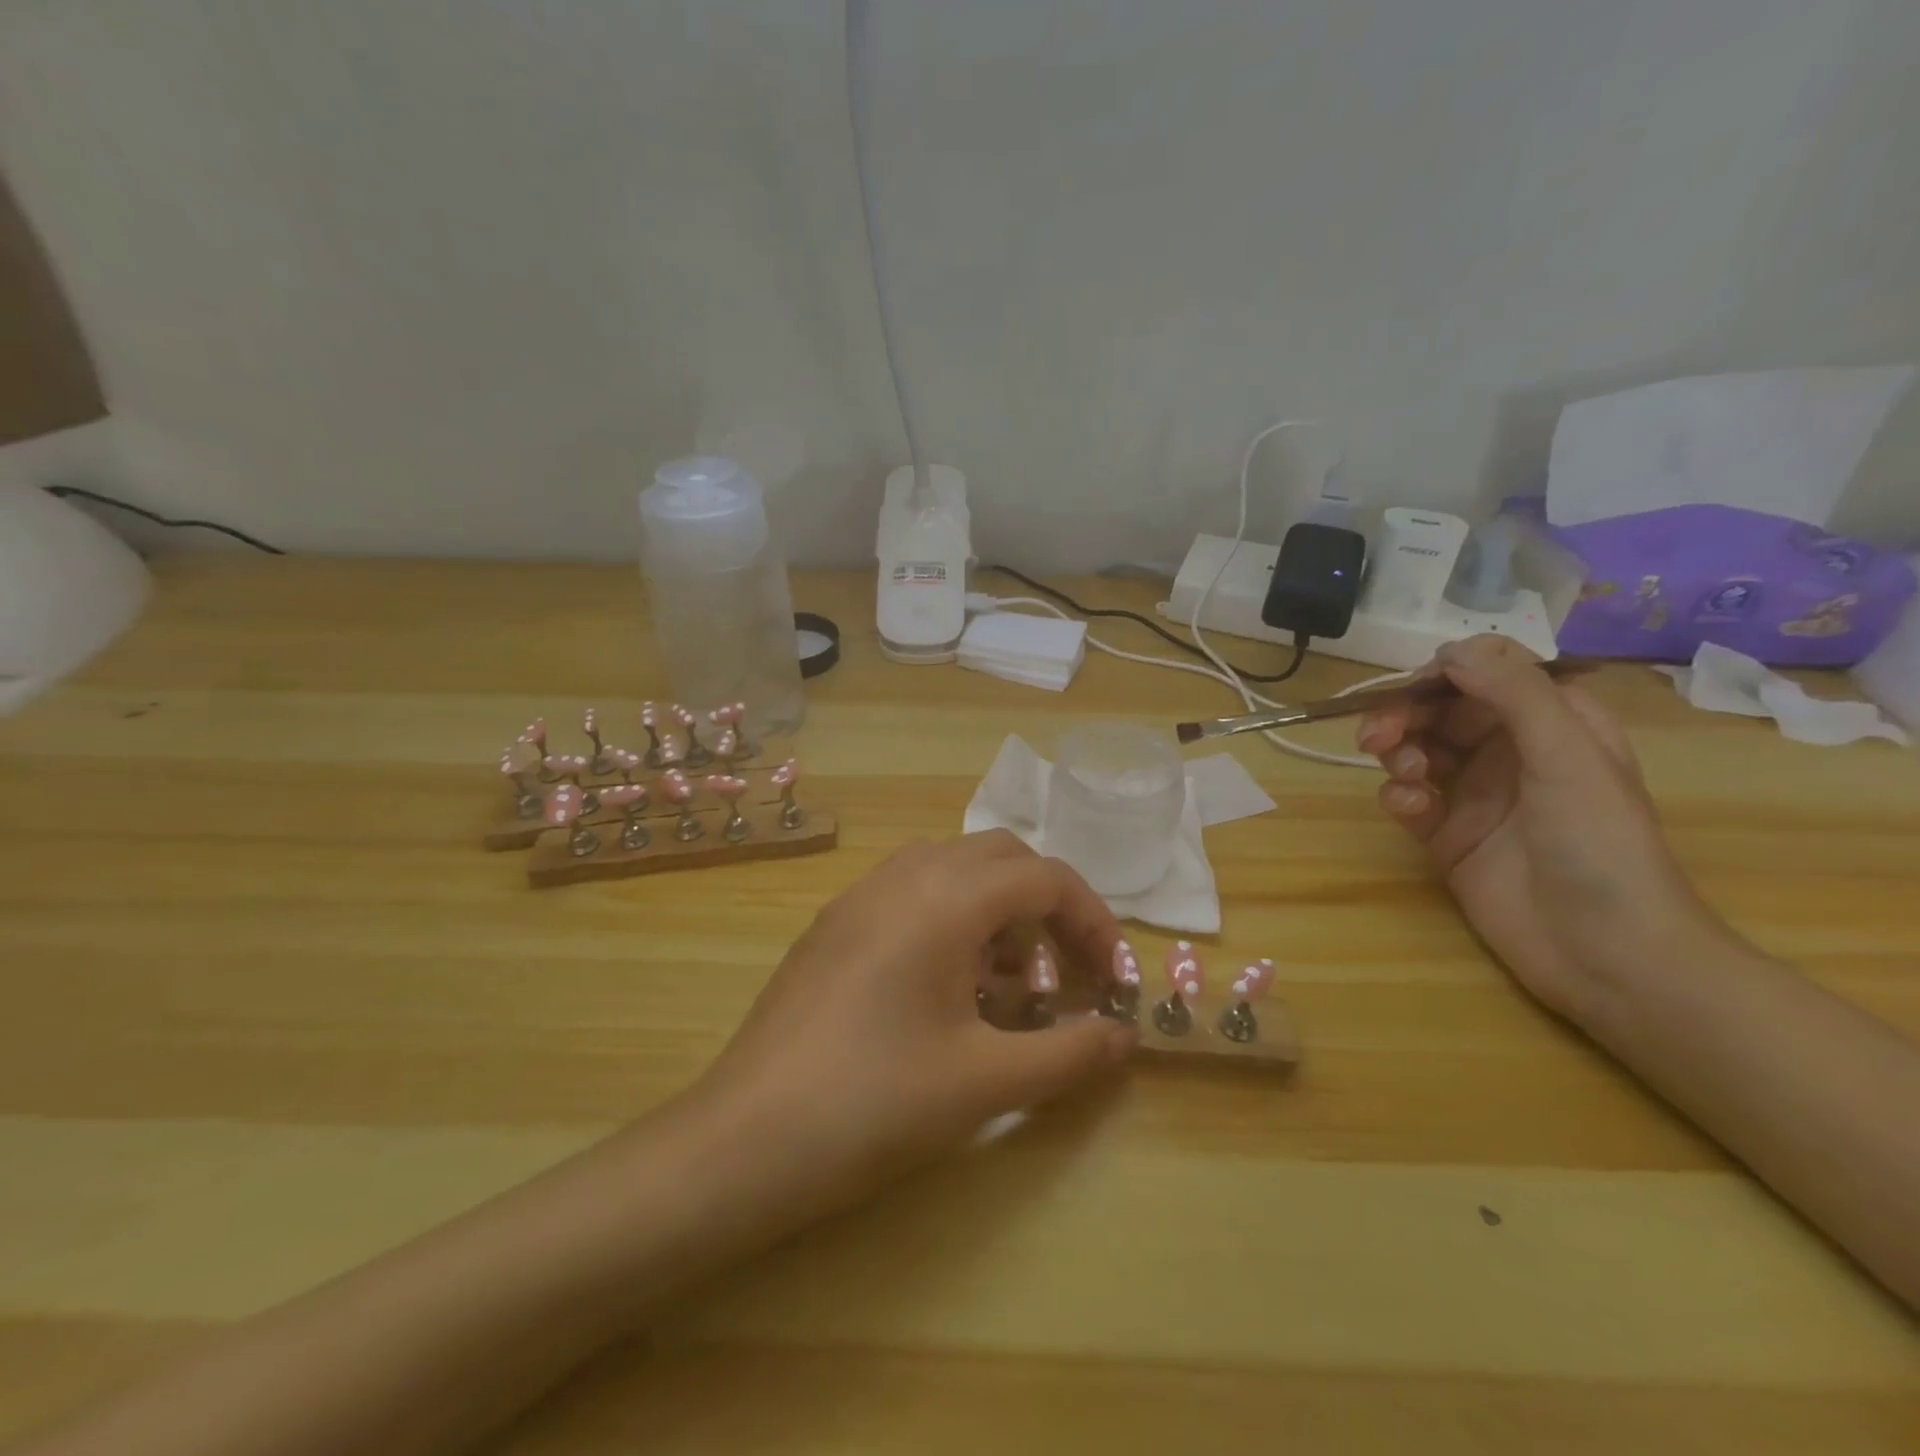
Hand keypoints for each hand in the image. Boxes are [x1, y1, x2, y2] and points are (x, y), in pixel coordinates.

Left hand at [696, 831, 1136, 1212]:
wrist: (744, 1140)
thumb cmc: (874, 1103)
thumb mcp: (986, 1082)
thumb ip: (1069, 1054)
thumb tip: (1125, 1037)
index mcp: (944, 898)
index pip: (1044, 878)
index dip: (1093, 921)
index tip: (1113, 980)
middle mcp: (903, 876)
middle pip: (1001, 858)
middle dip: (1048, 906)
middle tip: (1068, 973)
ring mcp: (860, 896)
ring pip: (953, 869)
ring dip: (998, 910)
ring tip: (1012, 984)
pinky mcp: (834, 924)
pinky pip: (912, 893)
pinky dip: (952, 920)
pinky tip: (949, 989)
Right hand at [1357, 636, 1723, 1023]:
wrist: (1605, 953)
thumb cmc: (1600, 845)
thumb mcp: (1567, 756)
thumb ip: (1513, 693)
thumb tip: (1451, 649)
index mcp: (1553, 724)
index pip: (1485, 677)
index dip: (1442, 676)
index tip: (1409, 689)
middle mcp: (1511, 752)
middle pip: (1440, 712)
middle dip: (1404, 717)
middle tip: (1374, 738)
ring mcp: (1476, 795)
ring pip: (1416, 751)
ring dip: (1398, 755)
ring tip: (1404, 777)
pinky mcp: (1447, 835)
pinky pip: (1408, 799)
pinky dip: (1400, 799)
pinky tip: (1412, 814)